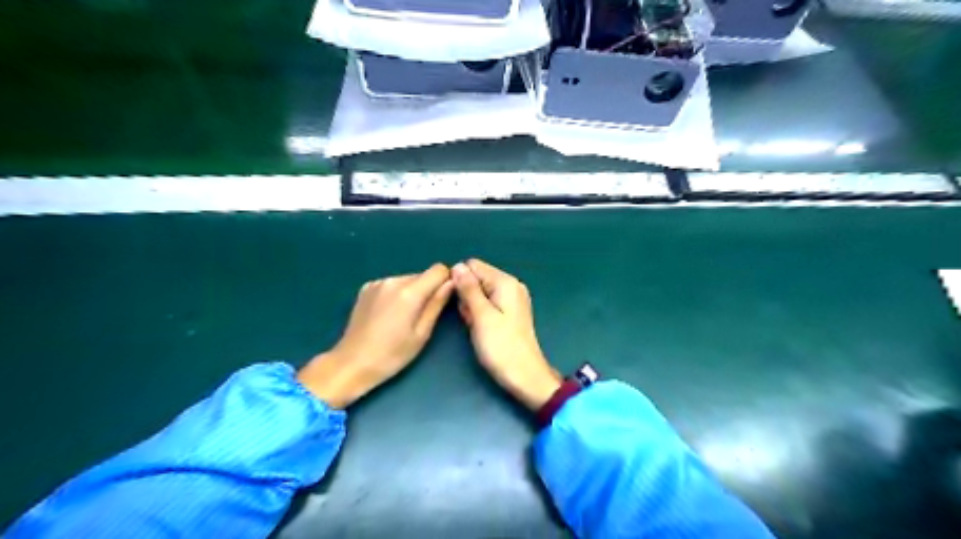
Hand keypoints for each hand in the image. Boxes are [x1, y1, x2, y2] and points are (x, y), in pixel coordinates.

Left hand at [299, 263, 452, 408]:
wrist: (352, 363)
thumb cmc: (392, 355)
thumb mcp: (422, 333)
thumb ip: (437, 304)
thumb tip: (452, 283)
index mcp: (409, 292)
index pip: (438, 270)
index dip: (445, 281)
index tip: (444, 299)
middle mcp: (393, 280)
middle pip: (422, 275)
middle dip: (428, 290)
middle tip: (422, 316)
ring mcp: (377, 283)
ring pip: (407, 280)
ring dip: (411, 293)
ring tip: (403, 318)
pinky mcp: (366, 288)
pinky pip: (391, 284)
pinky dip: (396, 294)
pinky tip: (388, 315)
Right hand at [454, 260, 564, 409]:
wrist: (525, 376)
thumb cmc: (501, 347)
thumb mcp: (481, 316)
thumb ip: (468, 289)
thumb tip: (456, 266)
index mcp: (506, 282)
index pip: (473, 266)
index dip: (460, 281)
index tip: (458, 302)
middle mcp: (511, 286)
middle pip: (477, 279)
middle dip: (466, 297)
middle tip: (470, 319)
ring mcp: (512, 300)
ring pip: (480, 293)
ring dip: (472, 308)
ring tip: (476, 327)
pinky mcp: (510, 313)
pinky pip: (488, 305)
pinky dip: (480, 315)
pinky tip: (481, 330)